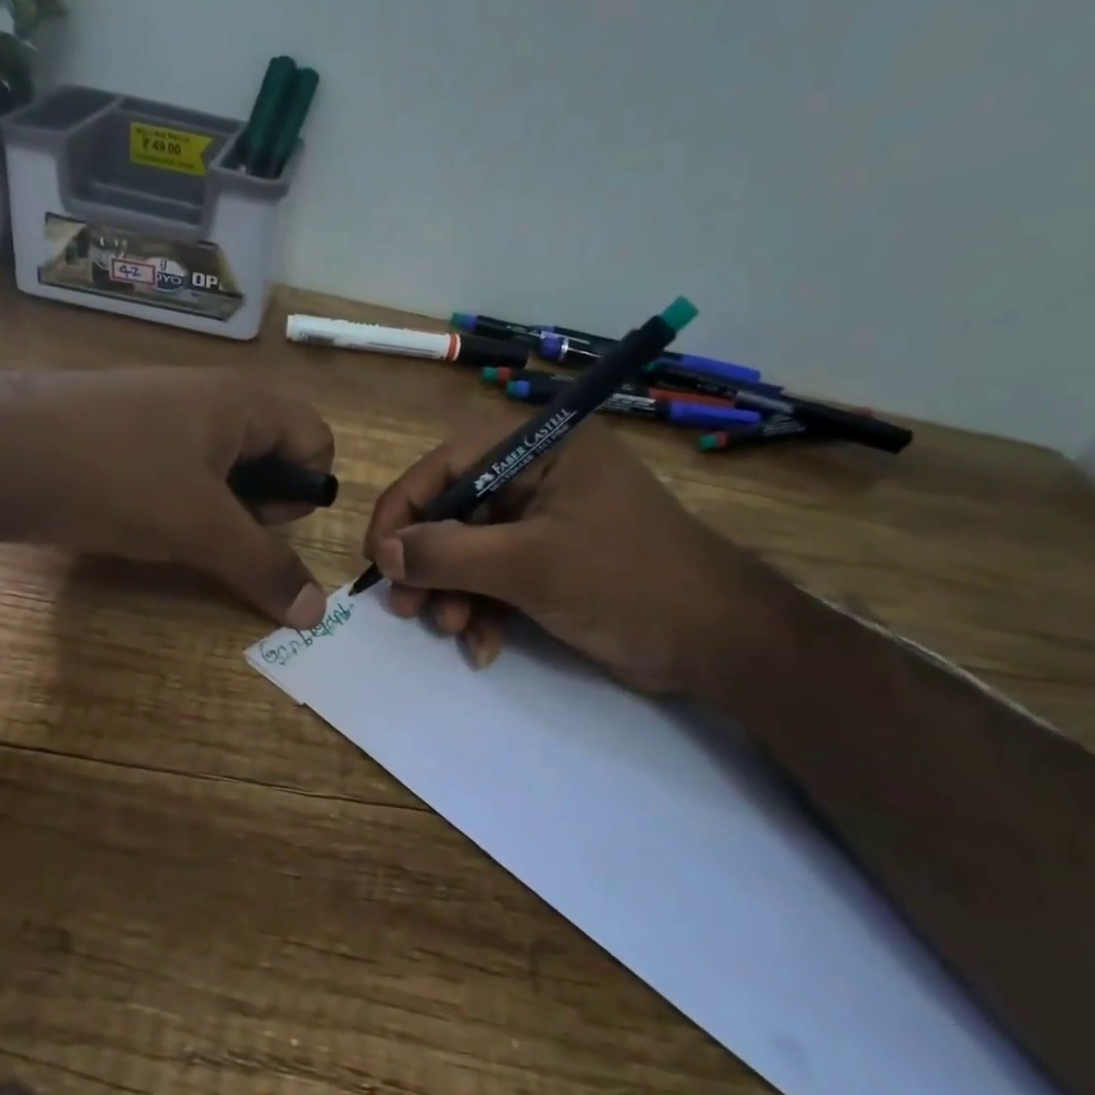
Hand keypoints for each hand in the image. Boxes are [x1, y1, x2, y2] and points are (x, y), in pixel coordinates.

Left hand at [0, 369, 333, 628]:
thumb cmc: (118, 477)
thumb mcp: (201, 527)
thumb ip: (264, 567)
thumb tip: (316, 613)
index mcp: (242, 401)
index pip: (316, 438)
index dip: (304, 488)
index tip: (262, 521)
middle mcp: (208, 398)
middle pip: (272, 452)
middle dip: (261, 502)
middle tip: (220, 530)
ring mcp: (160, 413)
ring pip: (221, 466)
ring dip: (218, 508)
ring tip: (177, 531)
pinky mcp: (121, 435)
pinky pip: (176, 468)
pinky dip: (176, 499)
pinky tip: (139, 519)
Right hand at [363, 423, 787, 693]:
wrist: (718, 644)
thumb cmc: (626, 583)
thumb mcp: (529, 565)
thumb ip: (449, 554)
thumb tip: (385, 552)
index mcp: (542, 447)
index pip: (448, 464)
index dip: (404, 509)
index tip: (377, 558)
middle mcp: (541, 475)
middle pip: (455, 511)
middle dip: (431, 564)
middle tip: (408, 607)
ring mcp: (548, 521)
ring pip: (471, 551)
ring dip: (454, 595)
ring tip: (455, 630)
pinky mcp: (554, 561)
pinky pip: (498, 577)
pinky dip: (484, 611)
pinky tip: (483, 646)